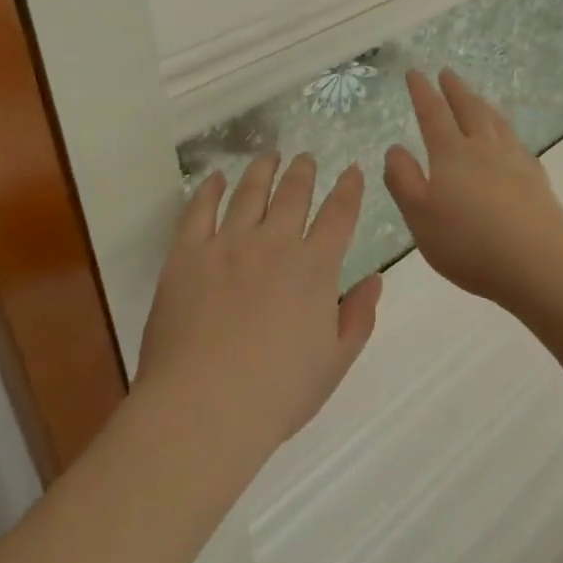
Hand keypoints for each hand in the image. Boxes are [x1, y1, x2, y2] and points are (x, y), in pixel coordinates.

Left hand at [136, 154, 382, 454]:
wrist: (204, 407)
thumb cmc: (277, 393)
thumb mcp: (334, 362)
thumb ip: (358, 317)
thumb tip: (375, 279)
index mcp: (314, 268)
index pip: (339, 214)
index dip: (349, 189)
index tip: (352, 170)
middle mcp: (274, 243)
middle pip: (294, 193)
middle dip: (304, 171)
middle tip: (306, 158)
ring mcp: (228, 244)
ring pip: (249, 192)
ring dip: (262, 170)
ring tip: (269, 156)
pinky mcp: (187, 254)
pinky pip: (199, 210)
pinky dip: (210, 189)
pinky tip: (216, 178)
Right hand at [383, 69, 562, 314]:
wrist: (539, 262)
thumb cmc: (469, 242)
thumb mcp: (420, 216)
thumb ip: (403, 180)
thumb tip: (395, 147)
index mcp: (451, 154)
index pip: (433, 114)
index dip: (422, 92)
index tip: (415, 72)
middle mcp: (483, 148)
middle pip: (468, 110)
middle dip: (455, 90)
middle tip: (447, 72)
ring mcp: (514, 161)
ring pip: (495, 122)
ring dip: (482, 104)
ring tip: (477, 97)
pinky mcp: (536, 179)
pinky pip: (516, 142)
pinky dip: (506, 131)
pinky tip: (509, 140)